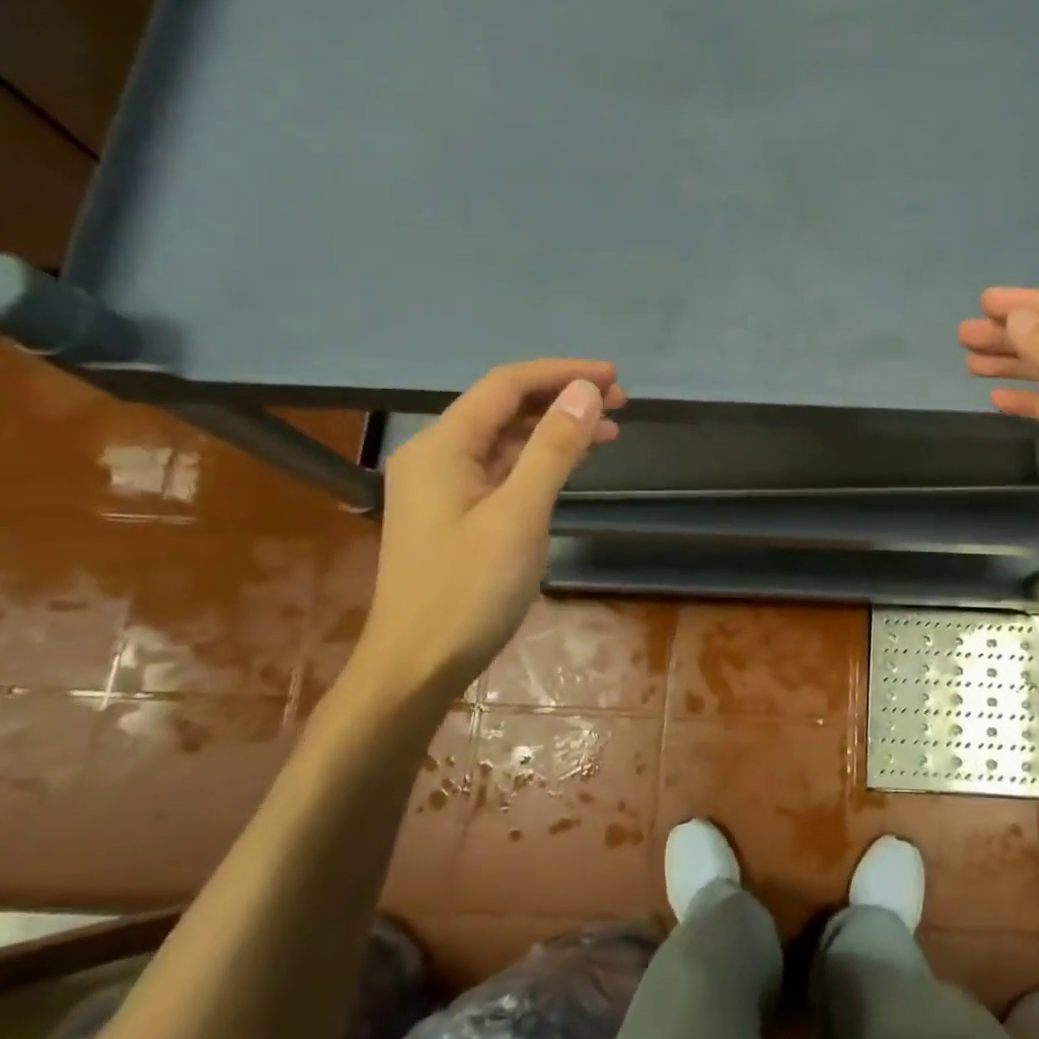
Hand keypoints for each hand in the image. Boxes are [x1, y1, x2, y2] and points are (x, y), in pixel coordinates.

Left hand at [353, 360, 623, 696]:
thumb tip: (586, 391)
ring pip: (506, 440)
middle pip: (505, 408)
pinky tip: (571, 464)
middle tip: (621, 403)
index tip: (614, 376)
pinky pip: (502, 470)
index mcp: (442, 446)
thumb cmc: (468, 591)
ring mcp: (444, 487)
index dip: (561, 373)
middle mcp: (437, 456)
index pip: (506, 386)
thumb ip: (552, 449)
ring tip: (609, 430)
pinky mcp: (456, 515)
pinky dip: (540, 461)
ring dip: (555, 430)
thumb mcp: (520, 516)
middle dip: (562, 399)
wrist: (417, 665)